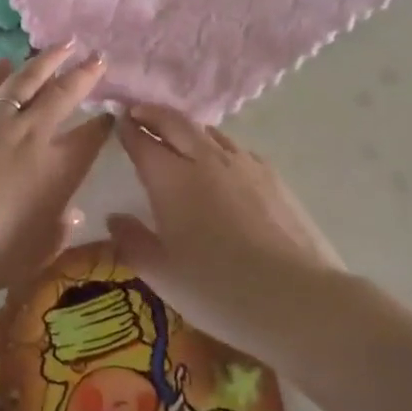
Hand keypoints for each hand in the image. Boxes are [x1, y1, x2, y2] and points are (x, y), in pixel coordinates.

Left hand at [0, 43, 112, 294]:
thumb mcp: (35, 254)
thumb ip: (57, 233)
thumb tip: (71, 215)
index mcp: (57, 169)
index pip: (90, 138)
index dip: (104, 124)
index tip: (112, 112)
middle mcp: (31, 135)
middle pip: (63, 95)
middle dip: (85, 74)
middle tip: (98, 56)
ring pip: (26, 81)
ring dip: (47, 60)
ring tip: (62, 45)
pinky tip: (5, 61)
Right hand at [107, 104, 341, 351]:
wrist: (297, 297)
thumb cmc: (218, 290)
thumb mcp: (163, 275)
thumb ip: (133, 242)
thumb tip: (114, 218)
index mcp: (171, 179)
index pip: (142, 141)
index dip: (127, 130)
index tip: (117, 121)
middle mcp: (204, 159)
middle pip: (174, 122)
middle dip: (152, 113)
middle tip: (138, 112)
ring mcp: (242, 163)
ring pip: (207, 131)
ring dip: (186, 127)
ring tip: (177, 134)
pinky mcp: (272, 175)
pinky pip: (235, 148)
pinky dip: (217, 146)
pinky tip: (221, 164)